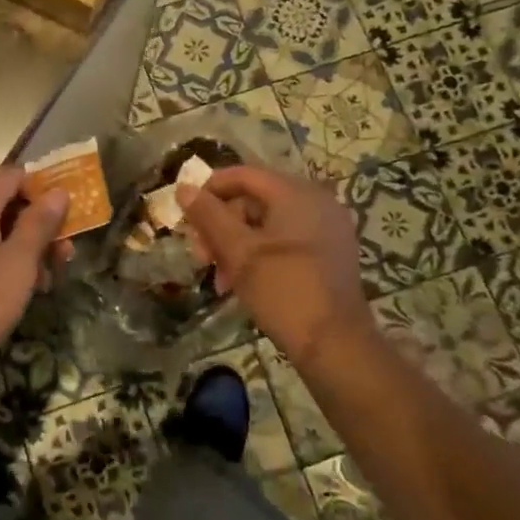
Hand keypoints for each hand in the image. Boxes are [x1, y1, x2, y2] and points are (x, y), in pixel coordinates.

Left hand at [0, 167, 69, 380]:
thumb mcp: (20, 262)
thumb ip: (40, 222)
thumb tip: (57, 191)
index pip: (13, 175)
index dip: (43, 190)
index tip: (66, 218)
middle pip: (3, 200)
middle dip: (37, 223)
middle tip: (64, 256)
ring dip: (22, 244)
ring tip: (47, 280)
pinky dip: (0, 256)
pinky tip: (19, 287)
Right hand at [179, 165, 378, 369]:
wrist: (335, 345)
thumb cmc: (283, 290)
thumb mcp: (238, 252)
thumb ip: (209, 216)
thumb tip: (184, 188)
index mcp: (296, 193)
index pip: (243, 174)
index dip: (210, 190)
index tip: (187, 216)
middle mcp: (317, 201)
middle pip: (255, 199)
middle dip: (222, 225)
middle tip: (201, 255)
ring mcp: (327, 227)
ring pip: (268, 223)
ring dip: (237, 244)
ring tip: (219, 277)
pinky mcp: (330, 252)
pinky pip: (286, 239)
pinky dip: (260, 253)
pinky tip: (242, 281)